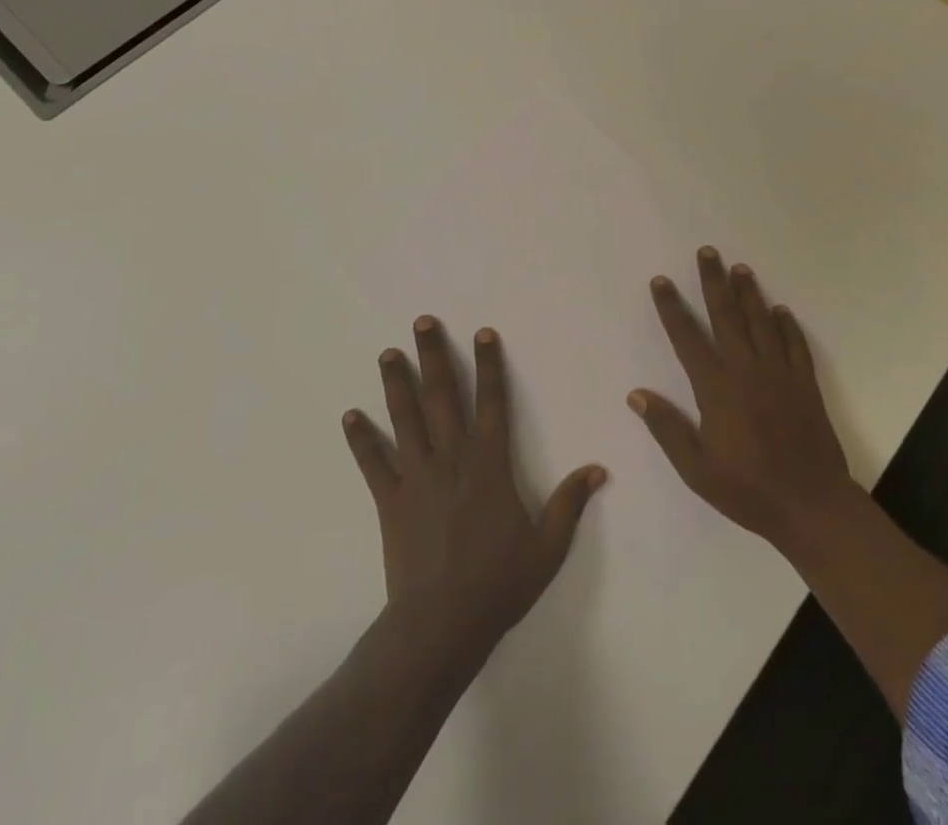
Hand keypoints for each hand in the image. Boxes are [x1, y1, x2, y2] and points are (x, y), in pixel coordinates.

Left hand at [343, 317, 606, 670]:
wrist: (442, 625)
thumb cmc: (498, 583)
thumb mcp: (547, 546)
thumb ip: (570, 503)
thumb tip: (598, 469)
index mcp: (489, 463)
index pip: (492, 401)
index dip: (489, 365)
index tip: (482, 333)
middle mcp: (451, 458)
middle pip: (441, 396)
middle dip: (432, 355)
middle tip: (421, 322)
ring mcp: (417, 476)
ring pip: (405, 418)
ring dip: (396, 383)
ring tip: (388, 353)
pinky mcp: (391, 500)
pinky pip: (373, 463)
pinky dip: (361, 439)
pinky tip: (350, 415)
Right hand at [629, 248, 855, 555]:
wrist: (811, 505)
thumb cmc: (747, 489)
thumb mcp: (696, 469)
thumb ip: (667, 428)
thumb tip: (637, 394)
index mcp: (716, 388)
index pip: (687, 338)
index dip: (672, 308)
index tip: (662, 281)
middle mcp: (746, 370)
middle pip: (726, 316)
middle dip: (714, 282)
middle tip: (708, 252)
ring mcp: (779, 374)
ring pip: (761, 322)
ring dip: (749, 293)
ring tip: (740, 268)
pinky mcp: (805, 384)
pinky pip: (795, 345)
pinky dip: (787, 325)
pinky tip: (781, 310)